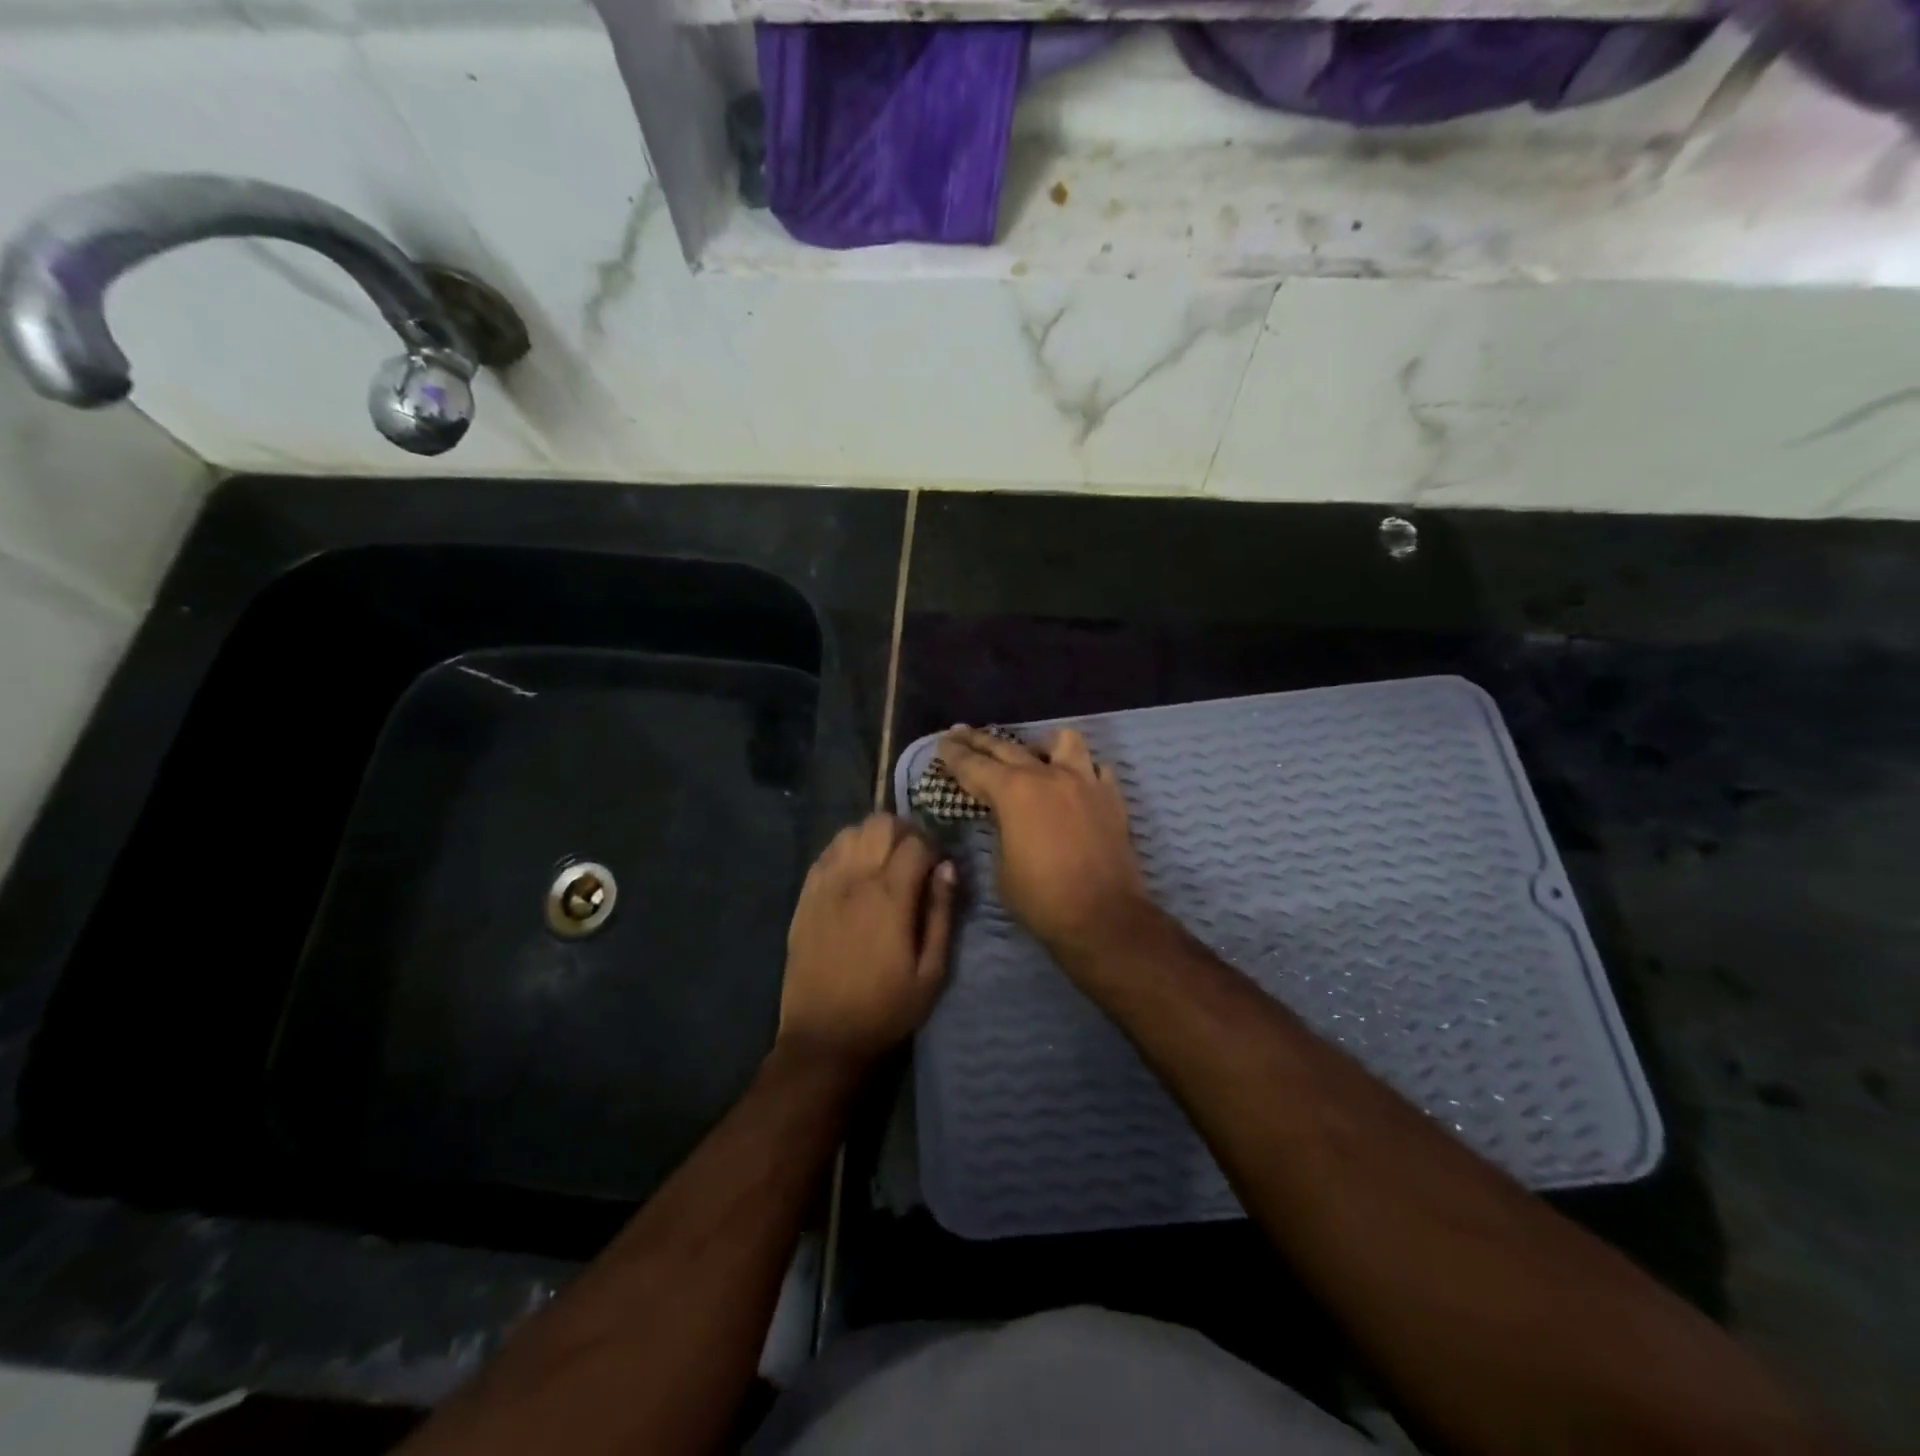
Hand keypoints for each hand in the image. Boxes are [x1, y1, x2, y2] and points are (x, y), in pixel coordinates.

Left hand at [778, 814, 955, 1071]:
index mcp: (890, 897)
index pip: (916, 842)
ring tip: (885, 863)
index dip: (935, 847)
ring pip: (851, 830)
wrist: (824, 1037)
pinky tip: (856, 872)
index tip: (940, 867)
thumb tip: (948, 868)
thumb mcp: (931, 972)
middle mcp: (855, 880)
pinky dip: (847, 849)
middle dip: (905, 831)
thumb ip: (941, 913)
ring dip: (874, 837)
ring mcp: (825, 885)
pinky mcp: (805, 896)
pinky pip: (827, 851)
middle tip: (915, 858)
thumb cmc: (886, 1009)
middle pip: (881, 823)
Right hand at [938, 726, 1156, 961]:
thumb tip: (1006, 818)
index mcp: (1014, 791)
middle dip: (981, 740)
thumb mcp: (1002, 867)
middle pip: (1008, 747)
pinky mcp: (1111, 797)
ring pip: (1062, 742)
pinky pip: (1095, 768)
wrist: (1103, 917)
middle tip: (963, 733)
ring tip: (1033, 753)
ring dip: (1041, 745)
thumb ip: (1000, 831)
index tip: (943, 742)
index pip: (974, 765)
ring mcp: (1085, 781)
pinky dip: (1081, 770)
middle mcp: (1048, 775)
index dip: (954, 754)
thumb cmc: (1042, 898)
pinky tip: (1074, 782)